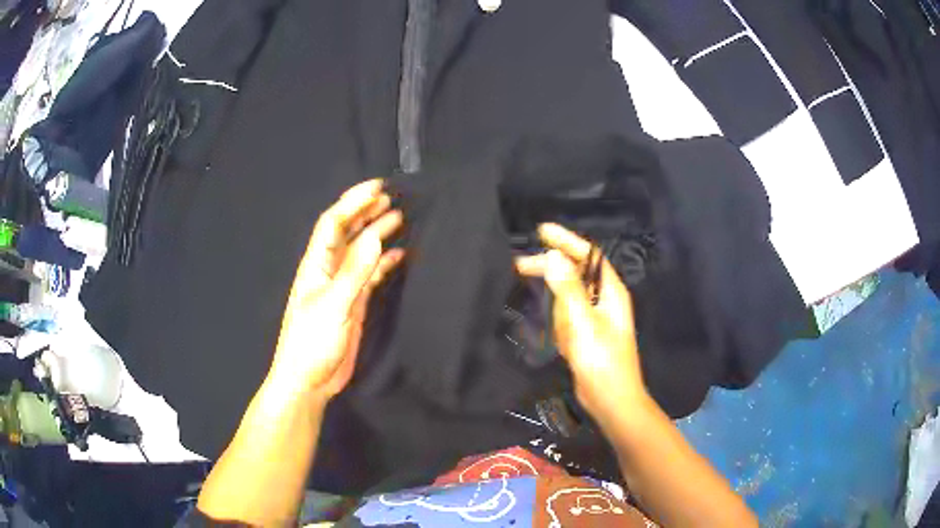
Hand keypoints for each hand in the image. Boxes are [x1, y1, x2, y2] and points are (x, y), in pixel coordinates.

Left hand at [271, 179, 404, 403]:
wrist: (308, 380)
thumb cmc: (311, 343)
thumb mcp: (333, 307)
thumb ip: (354, 273)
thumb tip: (376, 238)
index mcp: (316, 265)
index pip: (333, 223)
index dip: (353, 202)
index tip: (378, 187)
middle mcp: (329, 270)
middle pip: (347, 232)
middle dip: (366, 211)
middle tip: (390, 197)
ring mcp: (342, 287)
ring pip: (360, 251)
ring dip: (376, 233)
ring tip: (398, 218)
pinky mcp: (353, 303)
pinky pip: (370, 275)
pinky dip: (383, 263)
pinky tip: (398, 255)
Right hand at [515, 223, 647, 419]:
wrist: (611, 400)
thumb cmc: (601, 361)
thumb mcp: (582, 322)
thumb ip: (568, 288)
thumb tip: (553, 256)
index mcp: (610, 291)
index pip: (588, 255)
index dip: (566, 240)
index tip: (541, 231)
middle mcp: (605, 299)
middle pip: (575, 273)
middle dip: (550, 268)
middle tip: (518, 264)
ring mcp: (595, 318)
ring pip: (569, 296)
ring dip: (554, 298)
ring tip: (539, 301)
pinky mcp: (586, 334)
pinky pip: (567, 316)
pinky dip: (557, 318)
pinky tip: (553, 328)